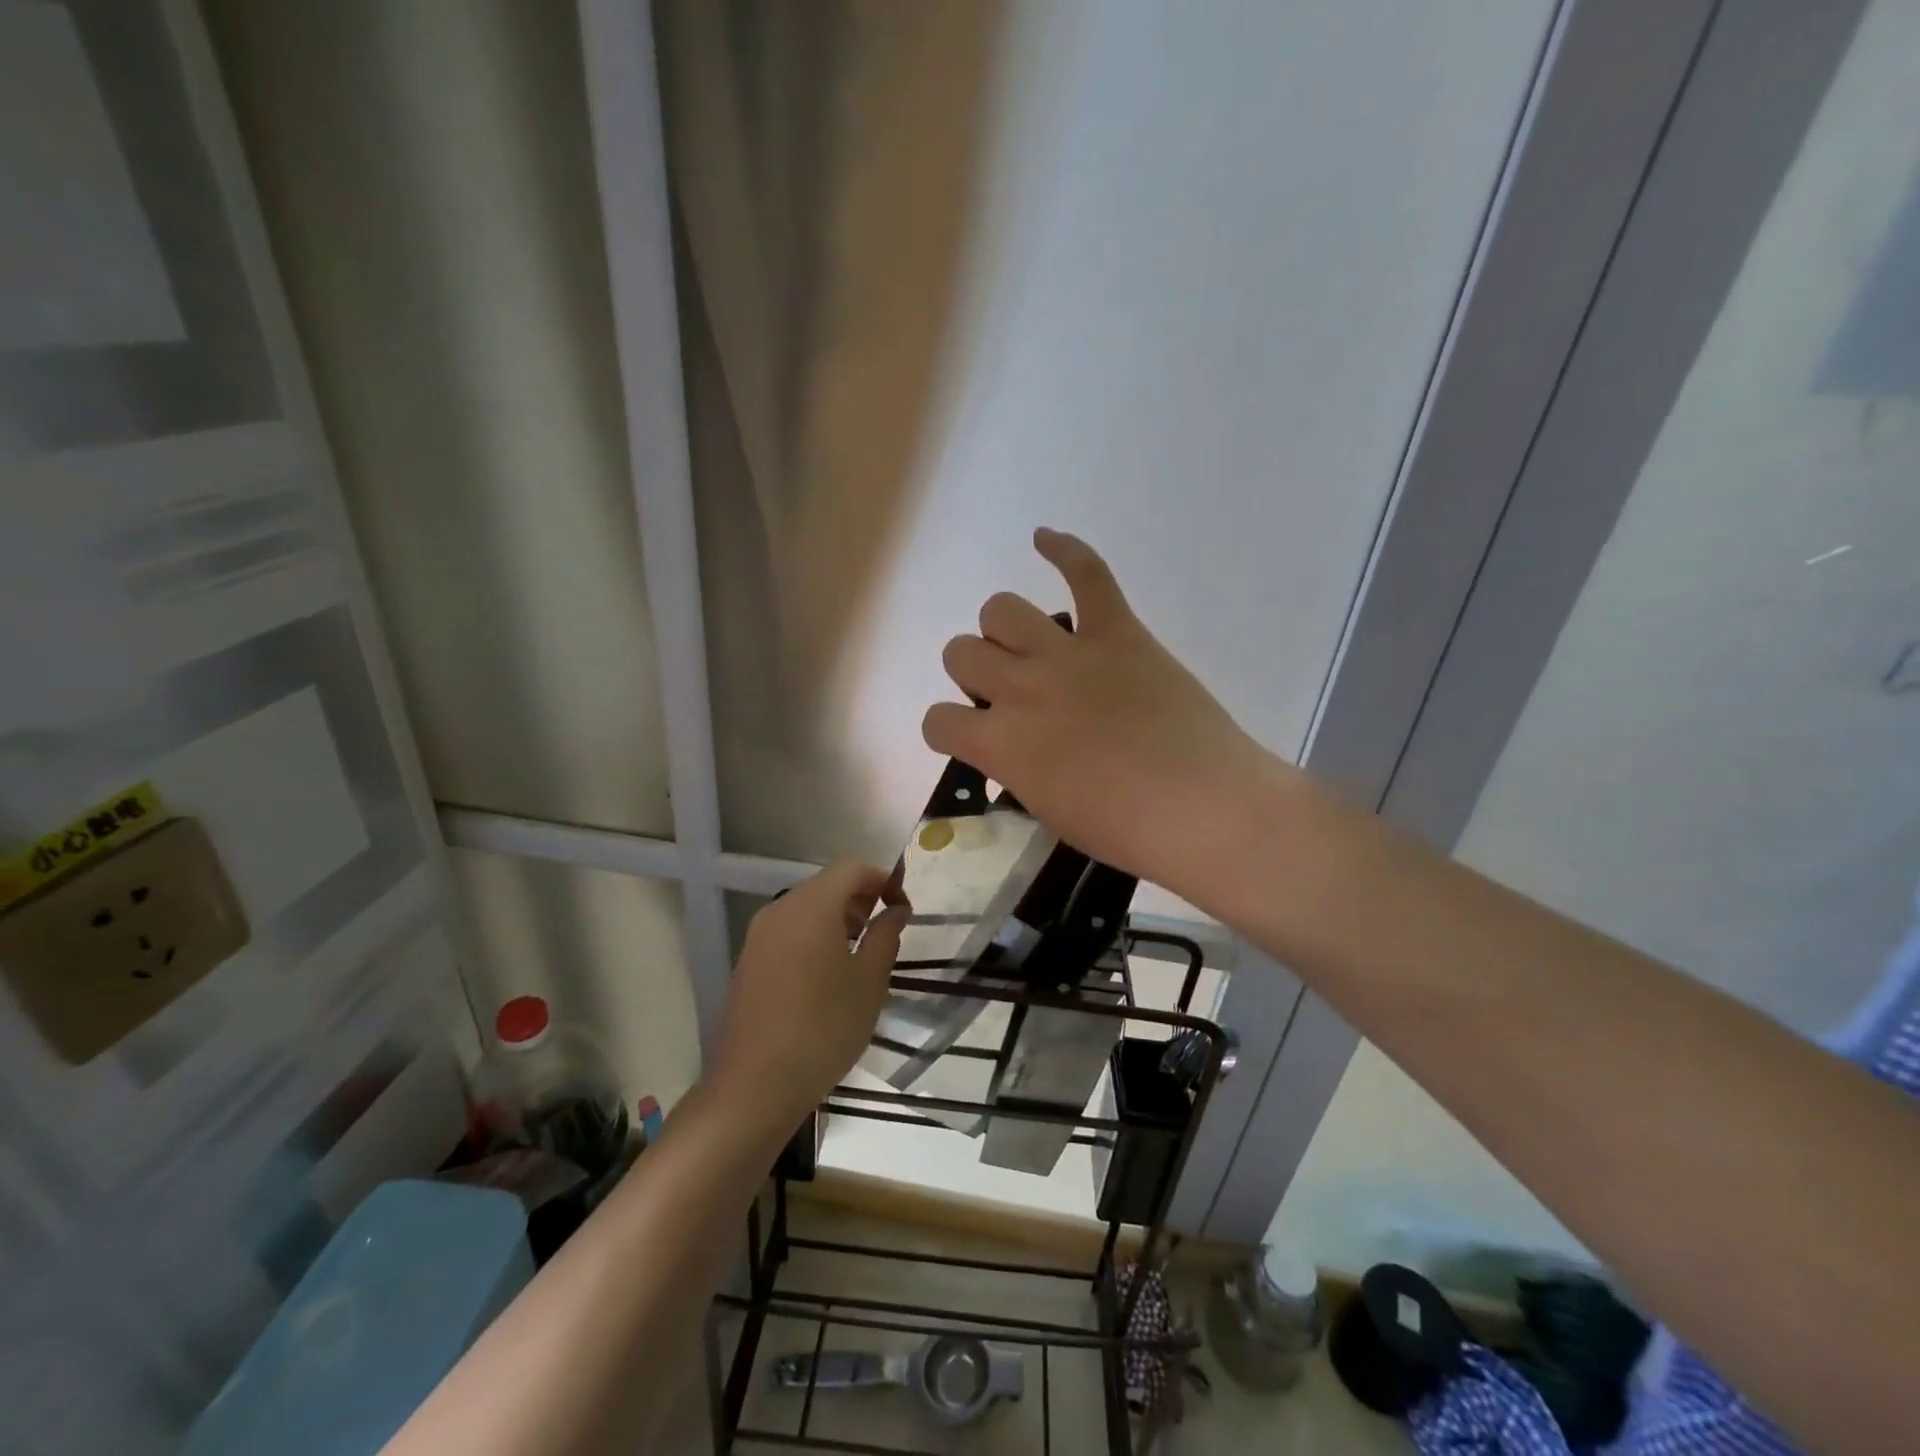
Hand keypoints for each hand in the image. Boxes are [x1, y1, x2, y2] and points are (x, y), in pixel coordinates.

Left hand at [707, 862, 908, 1132]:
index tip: (903, 911)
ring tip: (861, 957)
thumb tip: (895, 910)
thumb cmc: (823, 1027)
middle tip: (886, 933)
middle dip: (862, 900)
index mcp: (812, 905)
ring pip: (807, 909)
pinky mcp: (749, 962)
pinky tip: (828, 978)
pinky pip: (789, 933)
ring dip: (839, 920)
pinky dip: (815, 938)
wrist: (754, 1085)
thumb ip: (886, 935)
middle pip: (827, 885)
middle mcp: (780, 910)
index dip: (883, 880)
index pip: (853, 869)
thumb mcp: (869, 981)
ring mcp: (759, 936)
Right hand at [922, 529, 1276, 903]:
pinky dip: (1064, 550)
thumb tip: (1013, 751)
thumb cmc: (1128, 830)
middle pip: (961, 652)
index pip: (937, 721)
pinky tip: (1044, 539)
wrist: (1206, 808)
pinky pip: (1086, 573)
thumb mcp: (1051, 812)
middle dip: (973, 672)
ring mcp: (1069, 653)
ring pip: (1001, 608)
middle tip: (1006, 693)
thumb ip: (1018, 771)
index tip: (967, 737)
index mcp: (1001, 744)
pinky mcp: (1117, 632)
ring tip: (1027, 645)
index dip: (947, 729)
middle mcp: (1021, 688)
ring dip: (1004, 629)